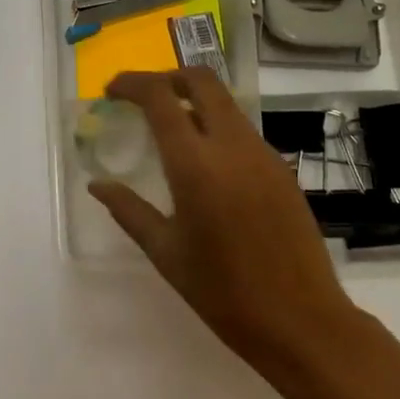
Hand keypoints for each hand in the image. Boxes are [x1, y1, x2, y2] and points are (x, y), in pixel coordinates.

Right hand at [87, 69, 359, 387]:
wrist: (302, 322)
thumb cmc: (223, 292)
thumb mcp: (165, 252)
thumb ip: (128, 210)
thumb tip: (97, 185)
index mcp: (195, 165)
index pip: (160, 97)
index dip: (131, 84)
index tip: (111, 92)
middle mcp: (232, 146)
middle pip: (201, 80)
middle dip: (166, 77)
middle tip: (141, 97)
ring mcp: (263, 154)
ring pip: (225, 103)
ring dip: (193, 101)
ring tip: (168, 130)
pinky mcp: (282, 169)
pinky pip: (242, 130)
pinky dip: (216, 127)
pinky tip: (204, 163)